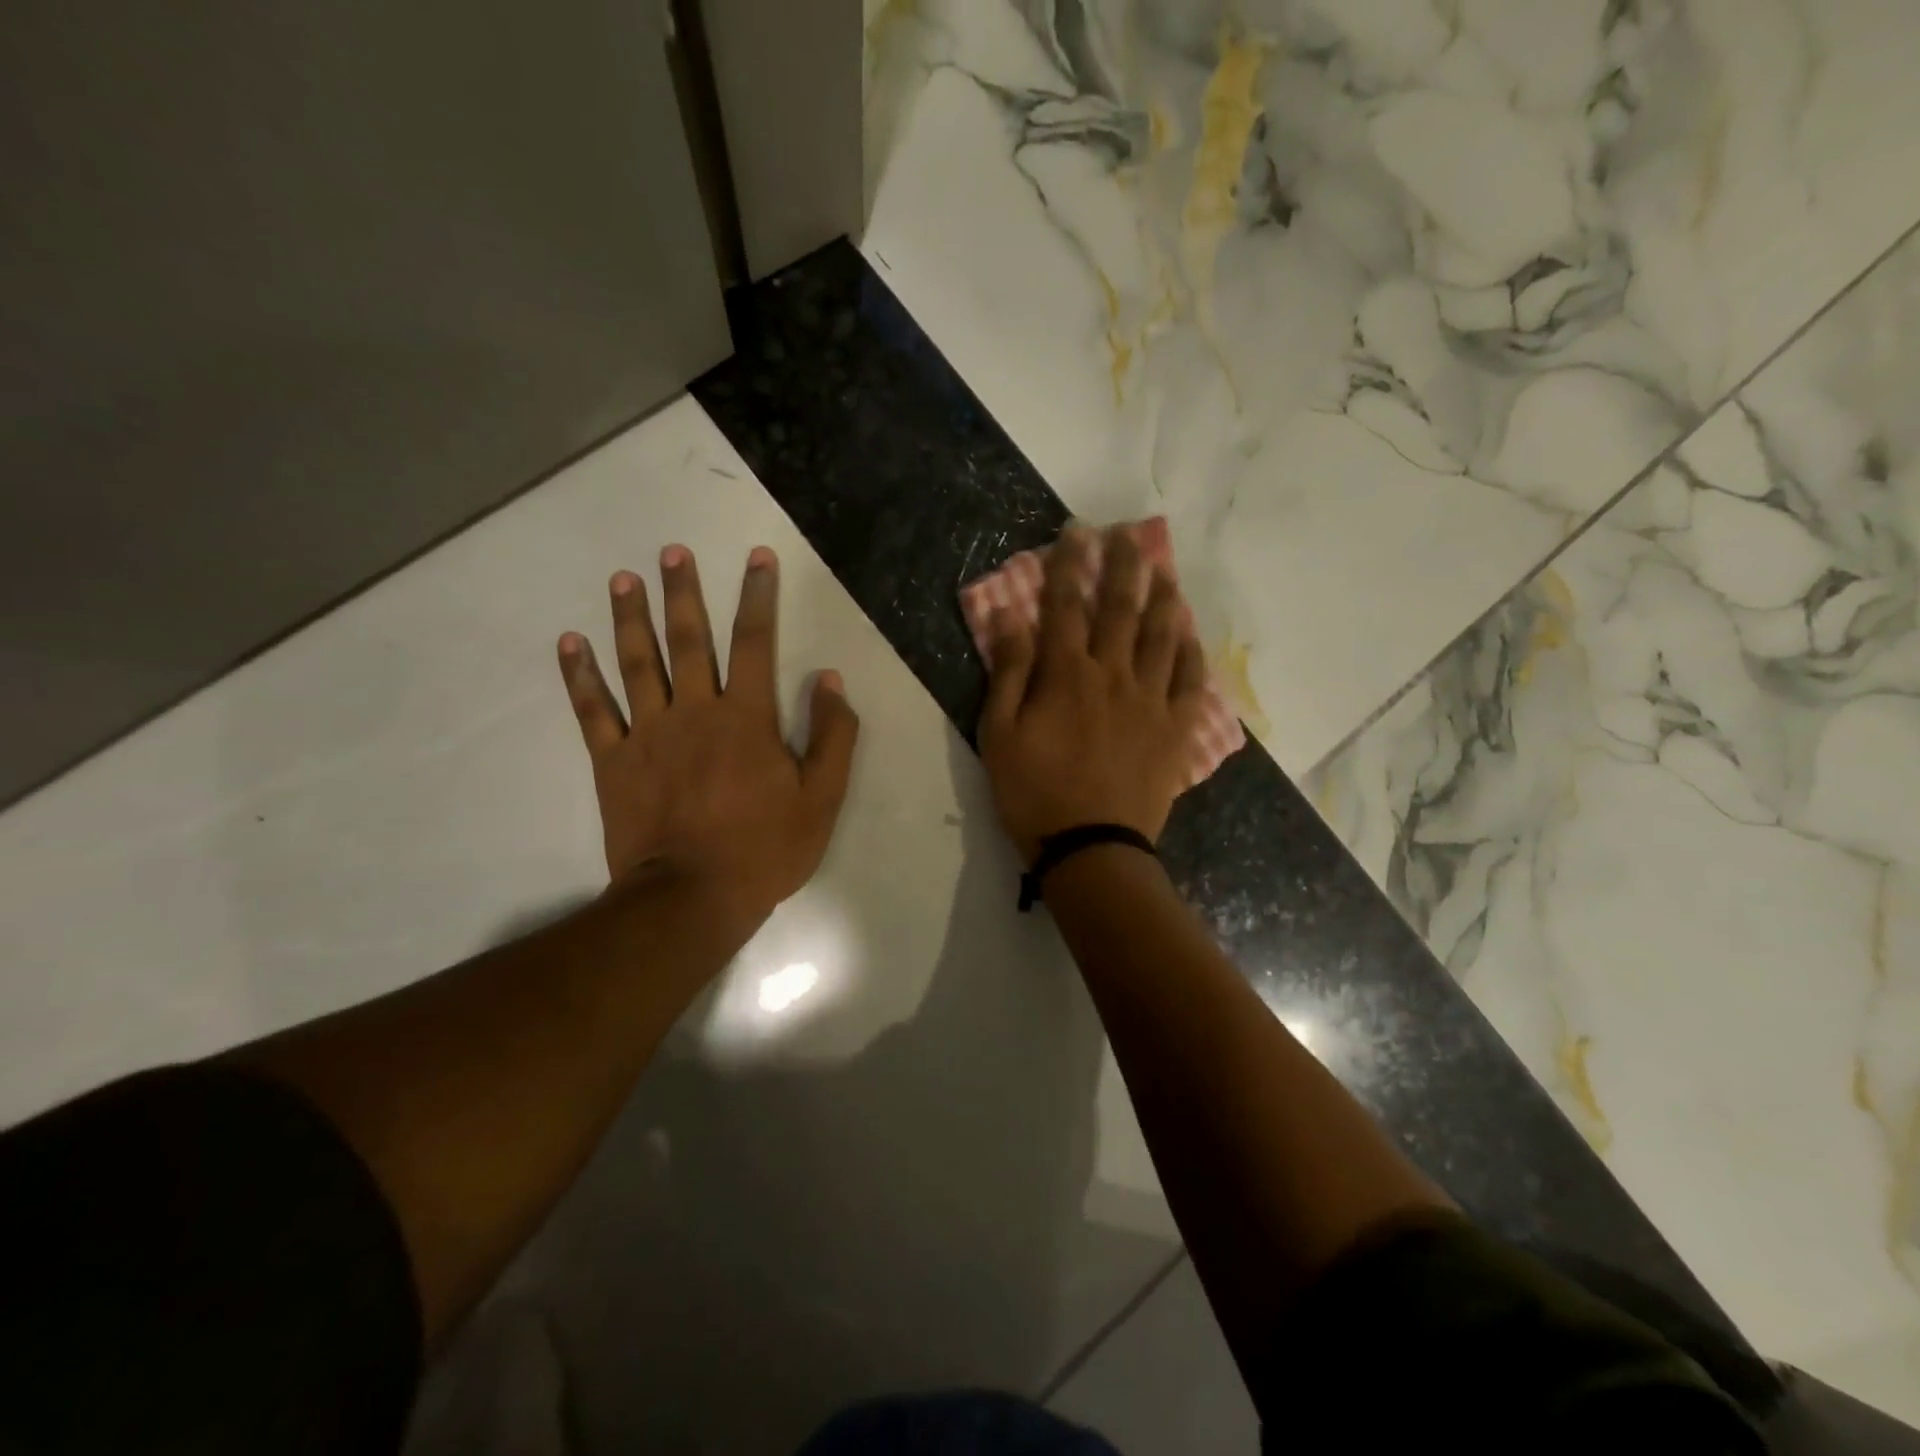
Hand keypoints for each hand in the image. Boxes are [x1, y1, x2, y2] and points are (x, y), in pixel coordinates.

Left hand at [557, 544, 859, 926]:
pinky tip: (570, 642)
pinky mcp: (614, 762)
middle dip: (684, 592)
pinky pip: (593, 710)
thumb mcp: (822, 799)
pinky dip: (579, 675)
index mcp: (747, 718)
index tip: (757, 558)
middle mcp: (695, 711)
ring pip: (638, 663)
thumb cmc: (764, 850)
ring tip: (624, 579)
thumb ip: (832, 736)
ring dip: (630, 618)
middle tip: (672, 552)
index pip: (756, 643)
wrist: (692, 898)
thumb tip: (829, 680)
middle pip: (689, 640)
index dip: (758, 596)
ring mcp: (648, 734)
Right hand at [979, 525, 1208, 863]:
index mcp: (1066, 674)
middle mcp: (1113, 675)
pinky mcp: (1175, 729)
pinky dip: (1189, 651)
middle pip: (1120, 608)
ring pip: (1161, 636)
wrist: (1091, 847)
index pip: (1066, 605)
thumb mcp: (999, 734)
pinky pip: (1189, 680)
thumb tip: (1009, 616)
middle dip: (1122, 566)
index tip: (1076, 532)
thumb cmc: (1034, 793)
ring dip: (1162, 597)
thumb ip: (1008, 672)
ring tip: (1163, 570)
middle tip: (1127, 534)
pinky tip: (1188, 632)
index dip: (1069, 565)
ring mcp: (1150, 701)